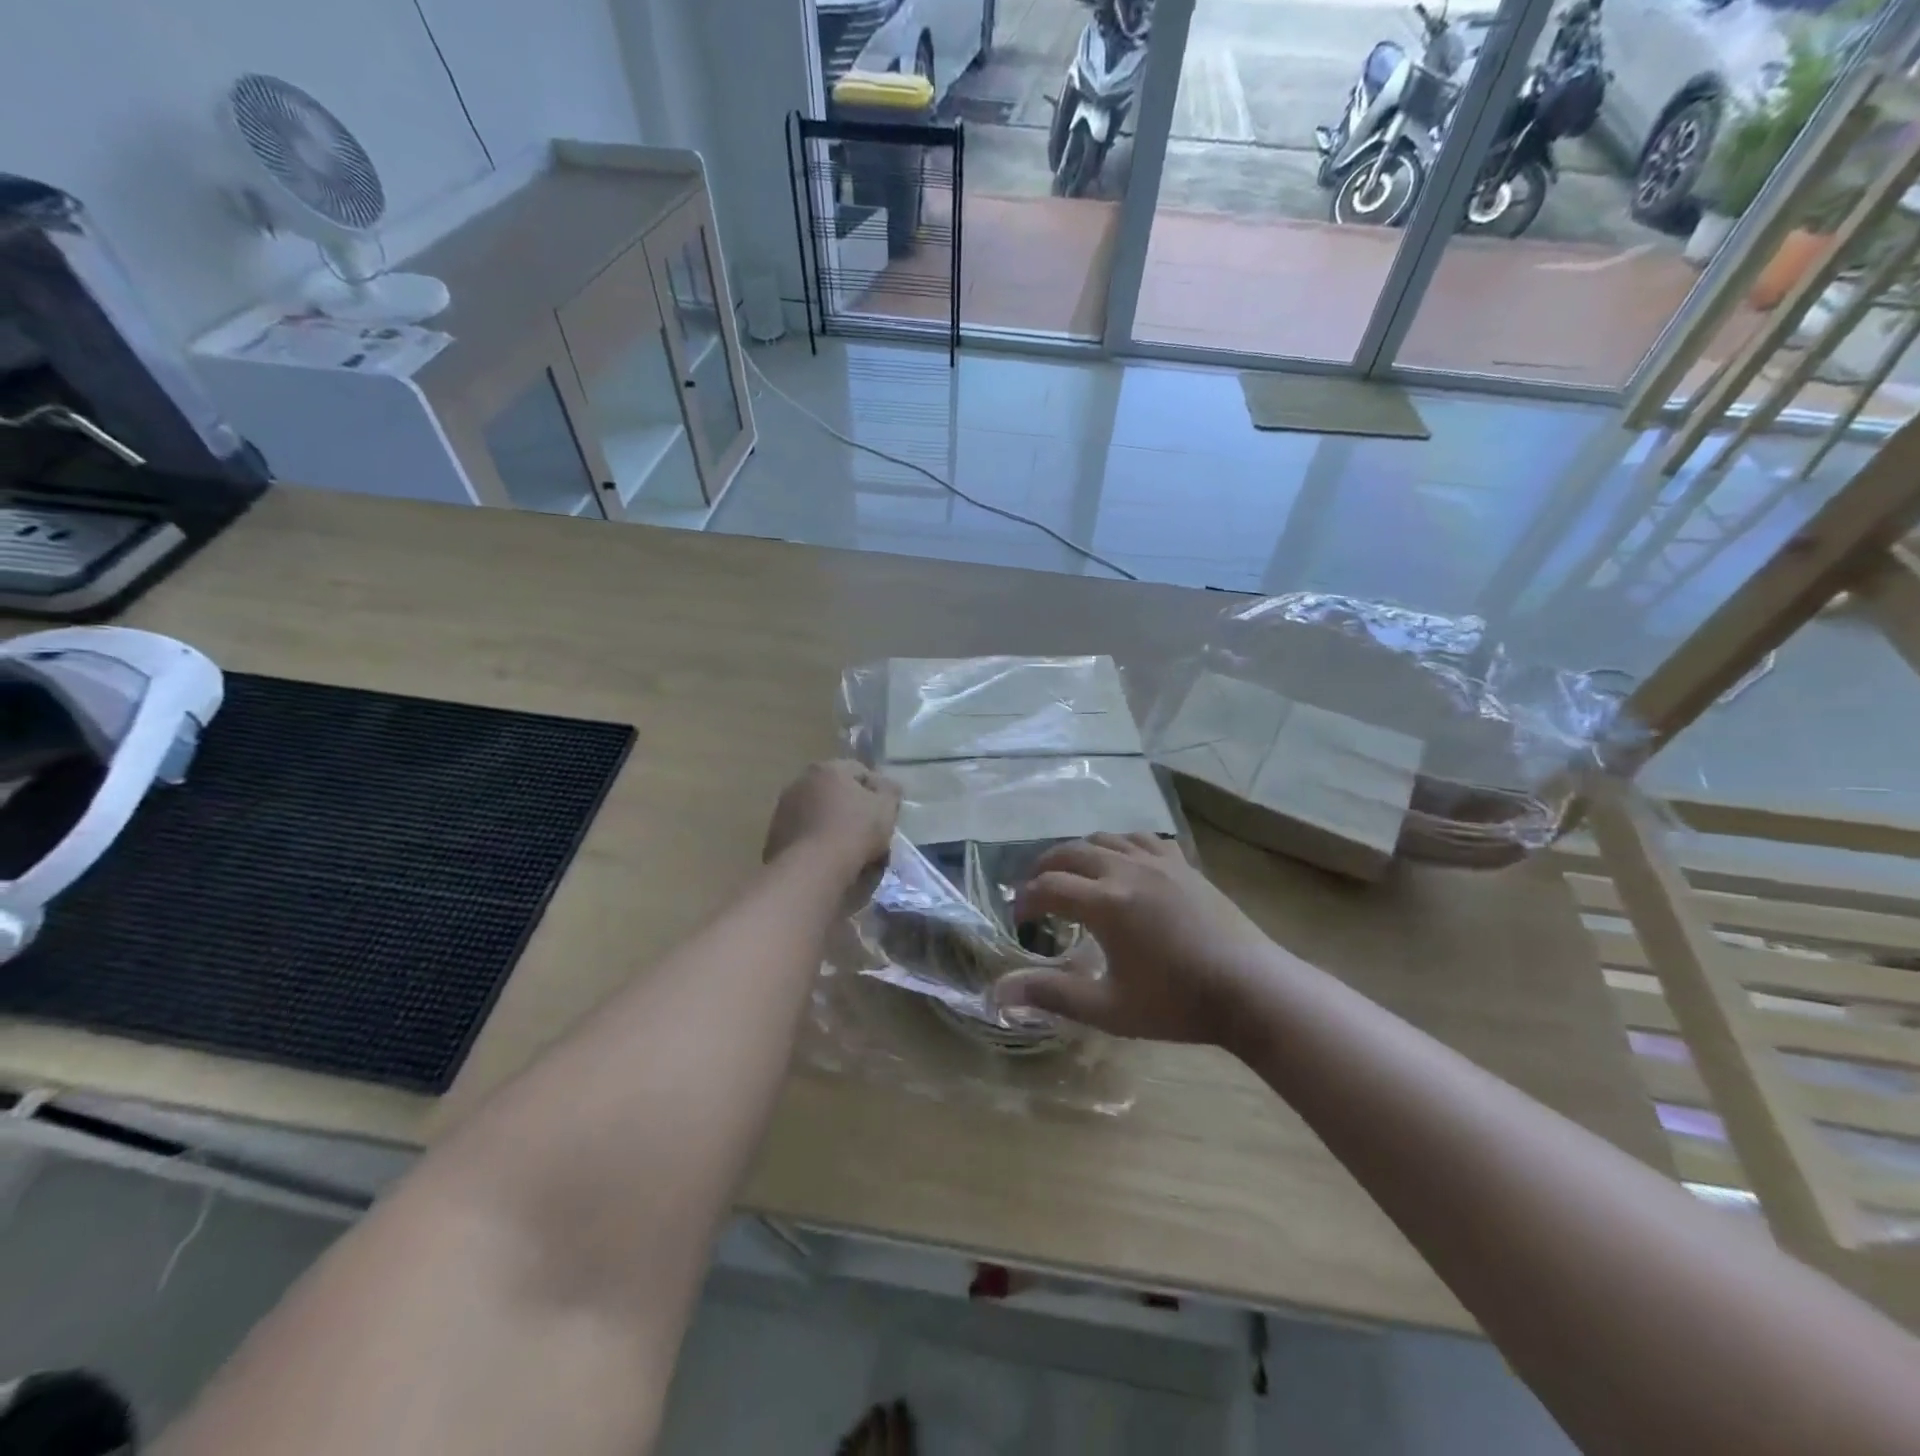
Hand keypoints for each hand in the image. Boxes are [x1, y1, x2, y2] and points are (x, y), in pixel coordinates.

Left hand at [763, 760, 900, 878]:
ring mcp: (783, 809)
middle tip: (868, 831)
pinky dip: (816, 842)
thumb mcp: (886, 808)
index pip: (860, 771)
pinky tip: (828, 860)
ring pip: (818, 813)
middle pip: (836, 792)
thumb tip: (886, 787)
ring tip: (848, 850)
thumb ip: (890, 791)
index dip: (877, 791)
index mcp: (827, 769)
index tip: (886, 813)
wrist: (812, 870)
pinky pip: (805, 834)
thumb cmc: (854, 832)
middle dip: (851, 807)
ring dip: (832, 825)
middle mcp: (800, 782)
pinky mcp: (774, 836)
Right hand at [996, 833, 1279, 1045]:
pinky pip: (1141, 838)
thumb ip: (1052, 994)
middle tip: (1036, 890)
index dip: (1026, 898)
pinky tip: (1123, 863)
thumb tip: (998, 993)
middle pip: (1070, 852)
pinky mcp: (1183, 863)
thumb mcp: (1109, 1008)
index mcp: (1105, 902)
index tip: (1019, 918)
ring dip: (1079, 852)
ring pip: (1105, 838)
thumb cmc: (1177, 1003)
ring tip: (1074, 875)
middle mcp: (1125, 869)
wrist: (1251, 988)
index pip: (1048, 887)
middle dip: (1044, 867)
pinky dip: (1120, 845)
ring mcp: (1158, 861)